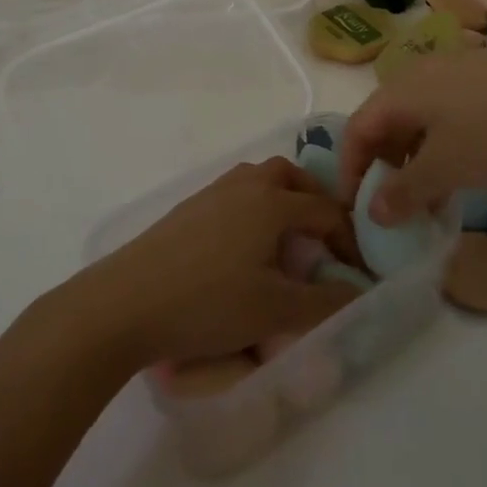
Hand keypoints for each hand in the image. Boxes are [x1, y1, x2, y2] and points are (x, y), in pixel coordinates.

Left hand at [69, 158, 362, 367]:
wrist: (126, 302)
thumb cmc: (207, 303)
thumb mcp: (274, 310)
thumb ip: (324, 303)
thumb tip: (360, 294)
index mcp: (273, 202)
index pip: (326, 210)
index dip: (348, 240)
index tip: (356, 272)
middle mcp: (246, 184)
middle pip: (292, 176)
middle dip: (315, 201)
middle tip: (323, 238)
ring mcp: (213, 191)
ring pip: (260, 179)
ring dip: (282, 200)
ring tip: (286, 240)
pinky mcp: (189, 207)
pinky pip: (235, 193)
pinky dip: (254, 208)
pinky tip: (244, 247)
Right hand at [340, 47, 486, 223]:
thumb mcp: (447, 168)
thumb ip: (405, 192)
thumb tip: (373, 212)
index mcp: (400, 90)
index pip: (356, 130)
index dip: (350, 171)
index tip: (357, 211)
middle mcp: (418, 74)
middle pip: (385, 122)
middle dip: (384, 168)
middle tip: (396, 208)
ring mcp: (452, 71)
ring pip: (417, 120)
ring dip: (415, 160)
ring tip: (432, 198)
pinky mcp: (481, 77)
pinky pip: (444, 113)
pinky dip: (440, 145)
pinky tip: (464, 169)